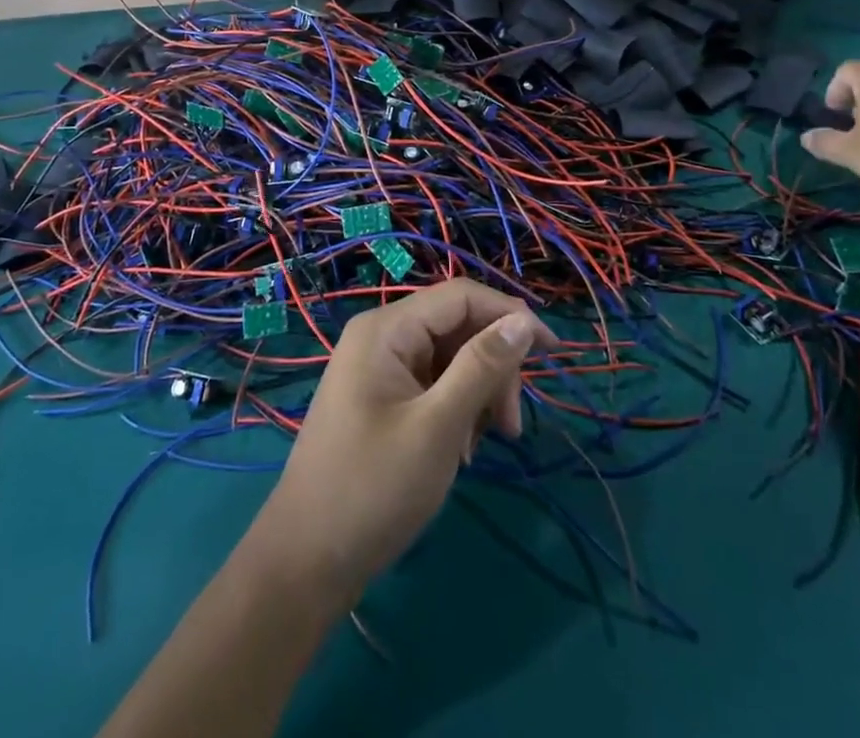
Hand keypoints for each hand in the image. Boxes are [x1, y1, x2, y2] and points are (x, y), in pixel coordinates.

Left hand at [249, 279, 555, 603]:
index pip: (461, 297)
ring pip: (450, 358)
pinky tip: (460, 451)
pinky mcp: (382, 398)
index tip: (553, 350)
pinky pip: (434, 384)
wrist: (305, 563)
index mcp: (387, 328)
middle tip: (510, 427)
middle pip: (458, 327)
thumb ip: (481, 368)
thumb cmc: (372, 489)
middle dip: (493, 369)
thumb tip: (524, 320)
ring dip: (478, 394)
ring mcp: (380, 368)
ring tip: (481, 447)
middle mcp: (382, 336)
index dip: (510, 314)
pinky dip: (457, 410)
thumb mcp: (438, 427)